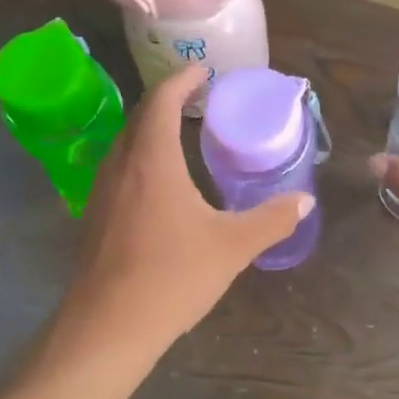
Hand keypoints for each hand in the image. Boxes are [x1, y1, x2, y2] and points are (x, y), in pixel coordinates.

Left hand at [62, 65, 313, 352]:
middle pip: (139, 118)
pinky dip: (140, 160)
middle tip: (196, 101)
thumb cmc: (172, 276)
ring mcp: (100, 193)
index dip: (181, 80)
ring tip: (180, 137)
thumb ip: (271, 219)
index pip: (161, 100)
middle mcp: (120, 166)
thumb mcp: (232, 247)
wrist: (108, 327)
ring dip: (150, 132)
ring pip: (125, 146)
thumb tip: (305, 200)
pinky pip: (118, 172)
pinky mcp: (93, 219)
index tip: (202, 71)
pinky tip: (158, 187)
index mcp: (152, 160)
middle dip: (166, 102)